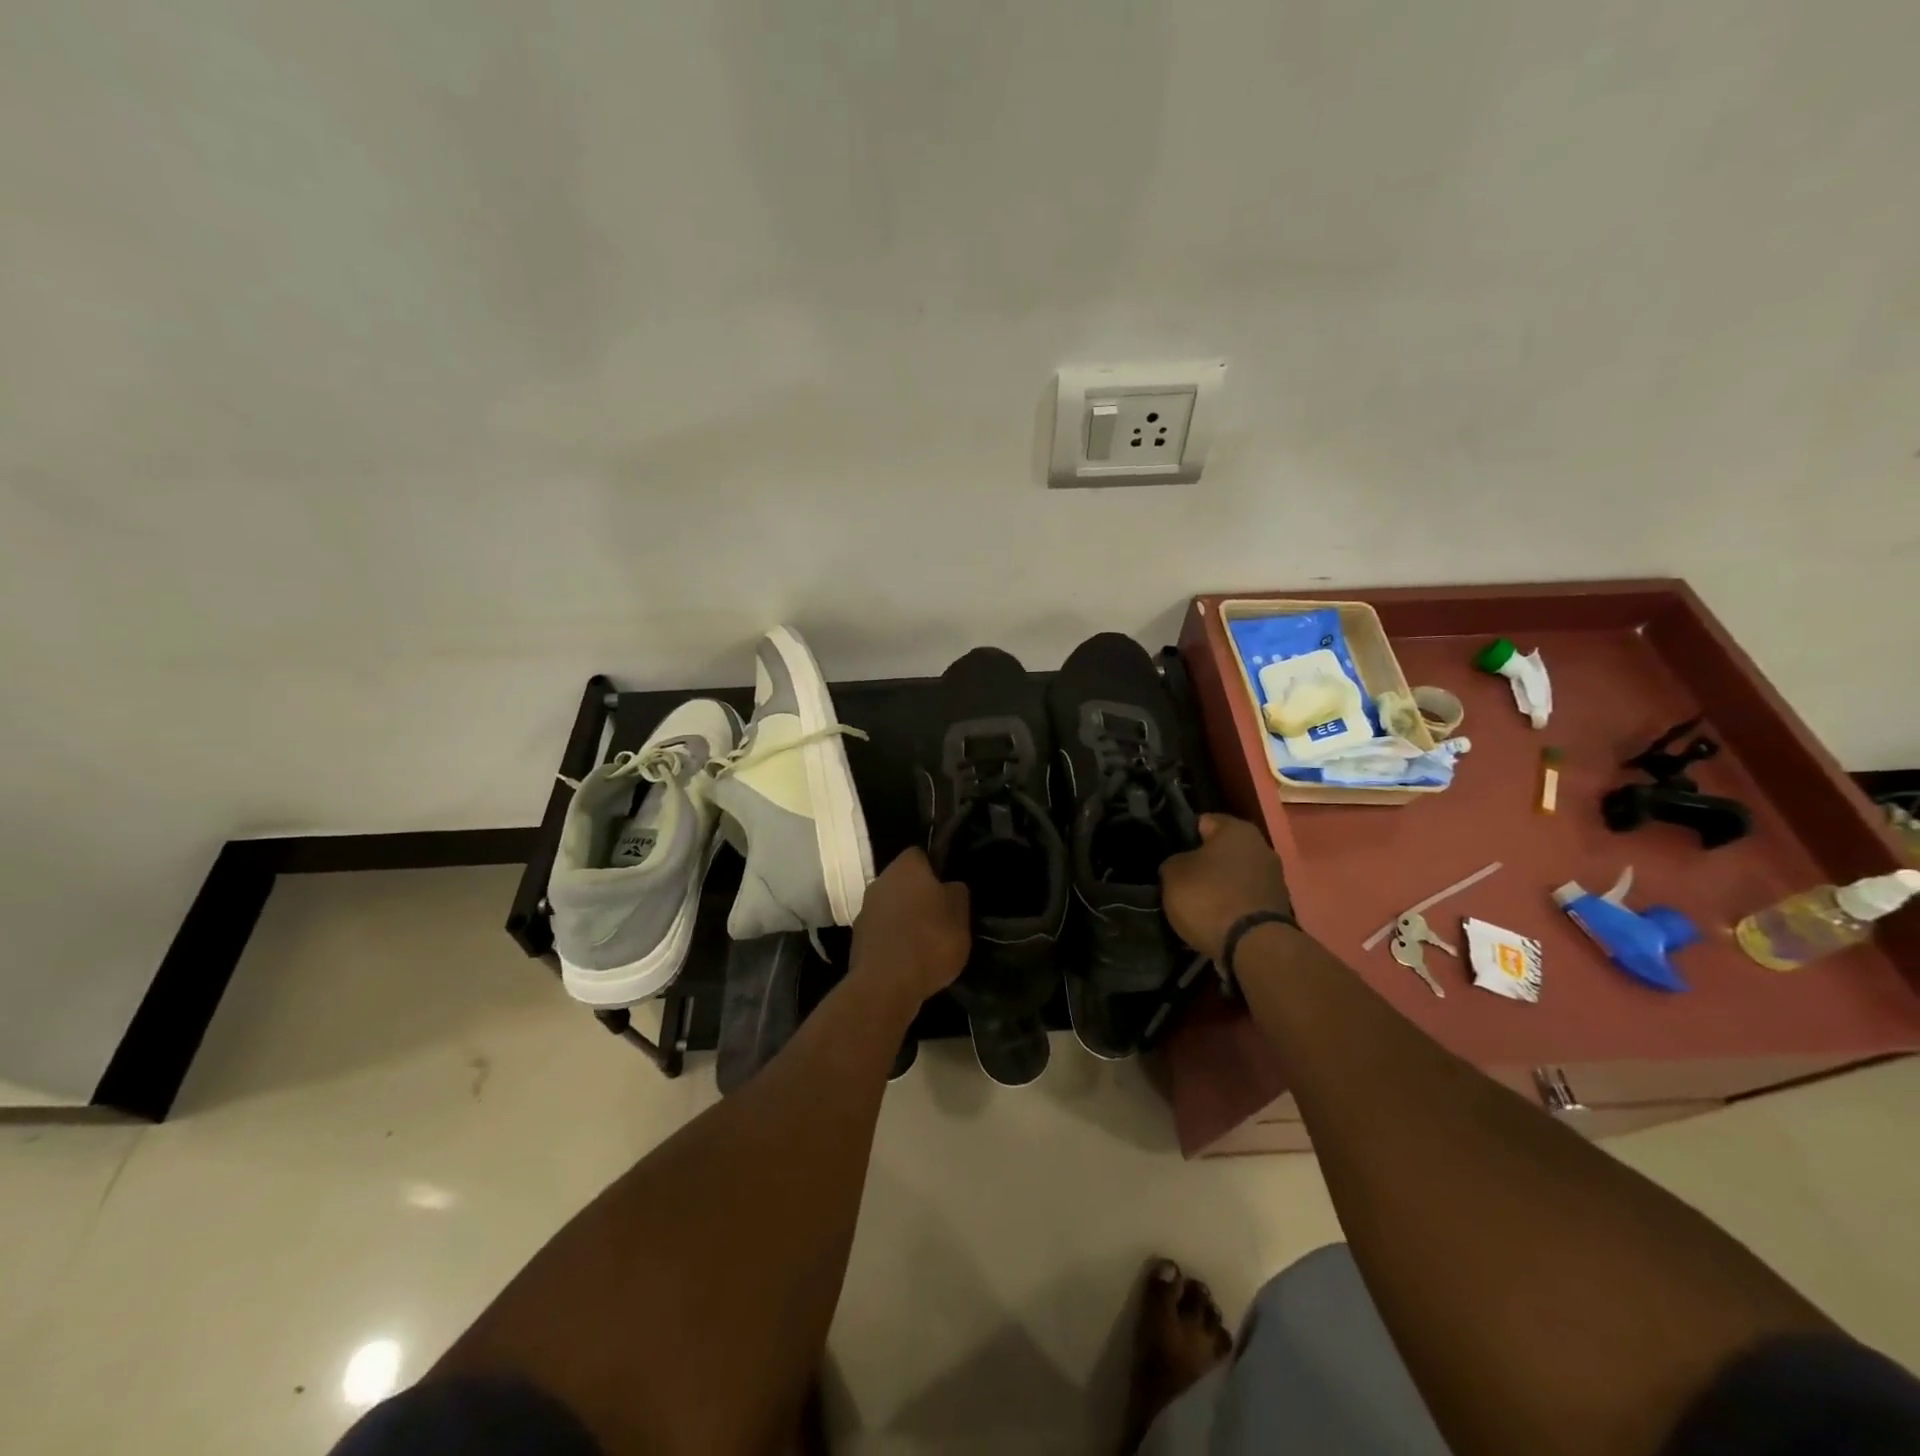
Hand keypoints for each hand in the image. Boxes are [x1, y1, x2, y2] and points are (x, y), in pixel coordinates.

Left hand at [849, 848, 970, 1009]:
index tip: (951, 888)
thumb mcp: (960, 913)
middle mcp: (880, 881)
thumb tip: (949, 886)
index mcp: (905, 866)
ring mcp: (865, 910)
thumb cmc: (929, 940)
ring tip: (929, 941)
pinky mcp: (858, 939)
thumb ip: (957, 891)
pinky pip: (884, 931)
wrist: (885, 986)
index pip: (922, 854)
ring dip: (907, 918)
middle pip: (905, 881)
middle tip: (943, 915)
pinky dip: (895, 940)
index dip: (937, 868)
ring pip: (893, 907)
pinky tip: (911, 958)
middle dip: (921, 895)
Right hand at [1159, 814, 1292, 960]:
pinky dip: (1231, 907)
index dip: (1182, 837)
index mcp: (1236, 829)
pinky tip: (1214, 921)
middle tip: (1180, 881)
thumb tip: (1181, 865)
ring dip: (1218, 887)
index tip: (1168, 854)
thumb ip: (1174, 862)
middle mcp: (1261, 846)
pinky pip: (1244, 900)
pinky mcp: (1277, 907)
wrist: (1254, 947)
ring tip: (1195, 905)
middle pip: (1221, 851)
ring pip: (1234, 876)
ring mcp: (1274, 878)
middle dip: (1202, 864)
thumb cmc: (1209, 898)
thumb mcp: (1172, 874)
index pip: (1202, 822)